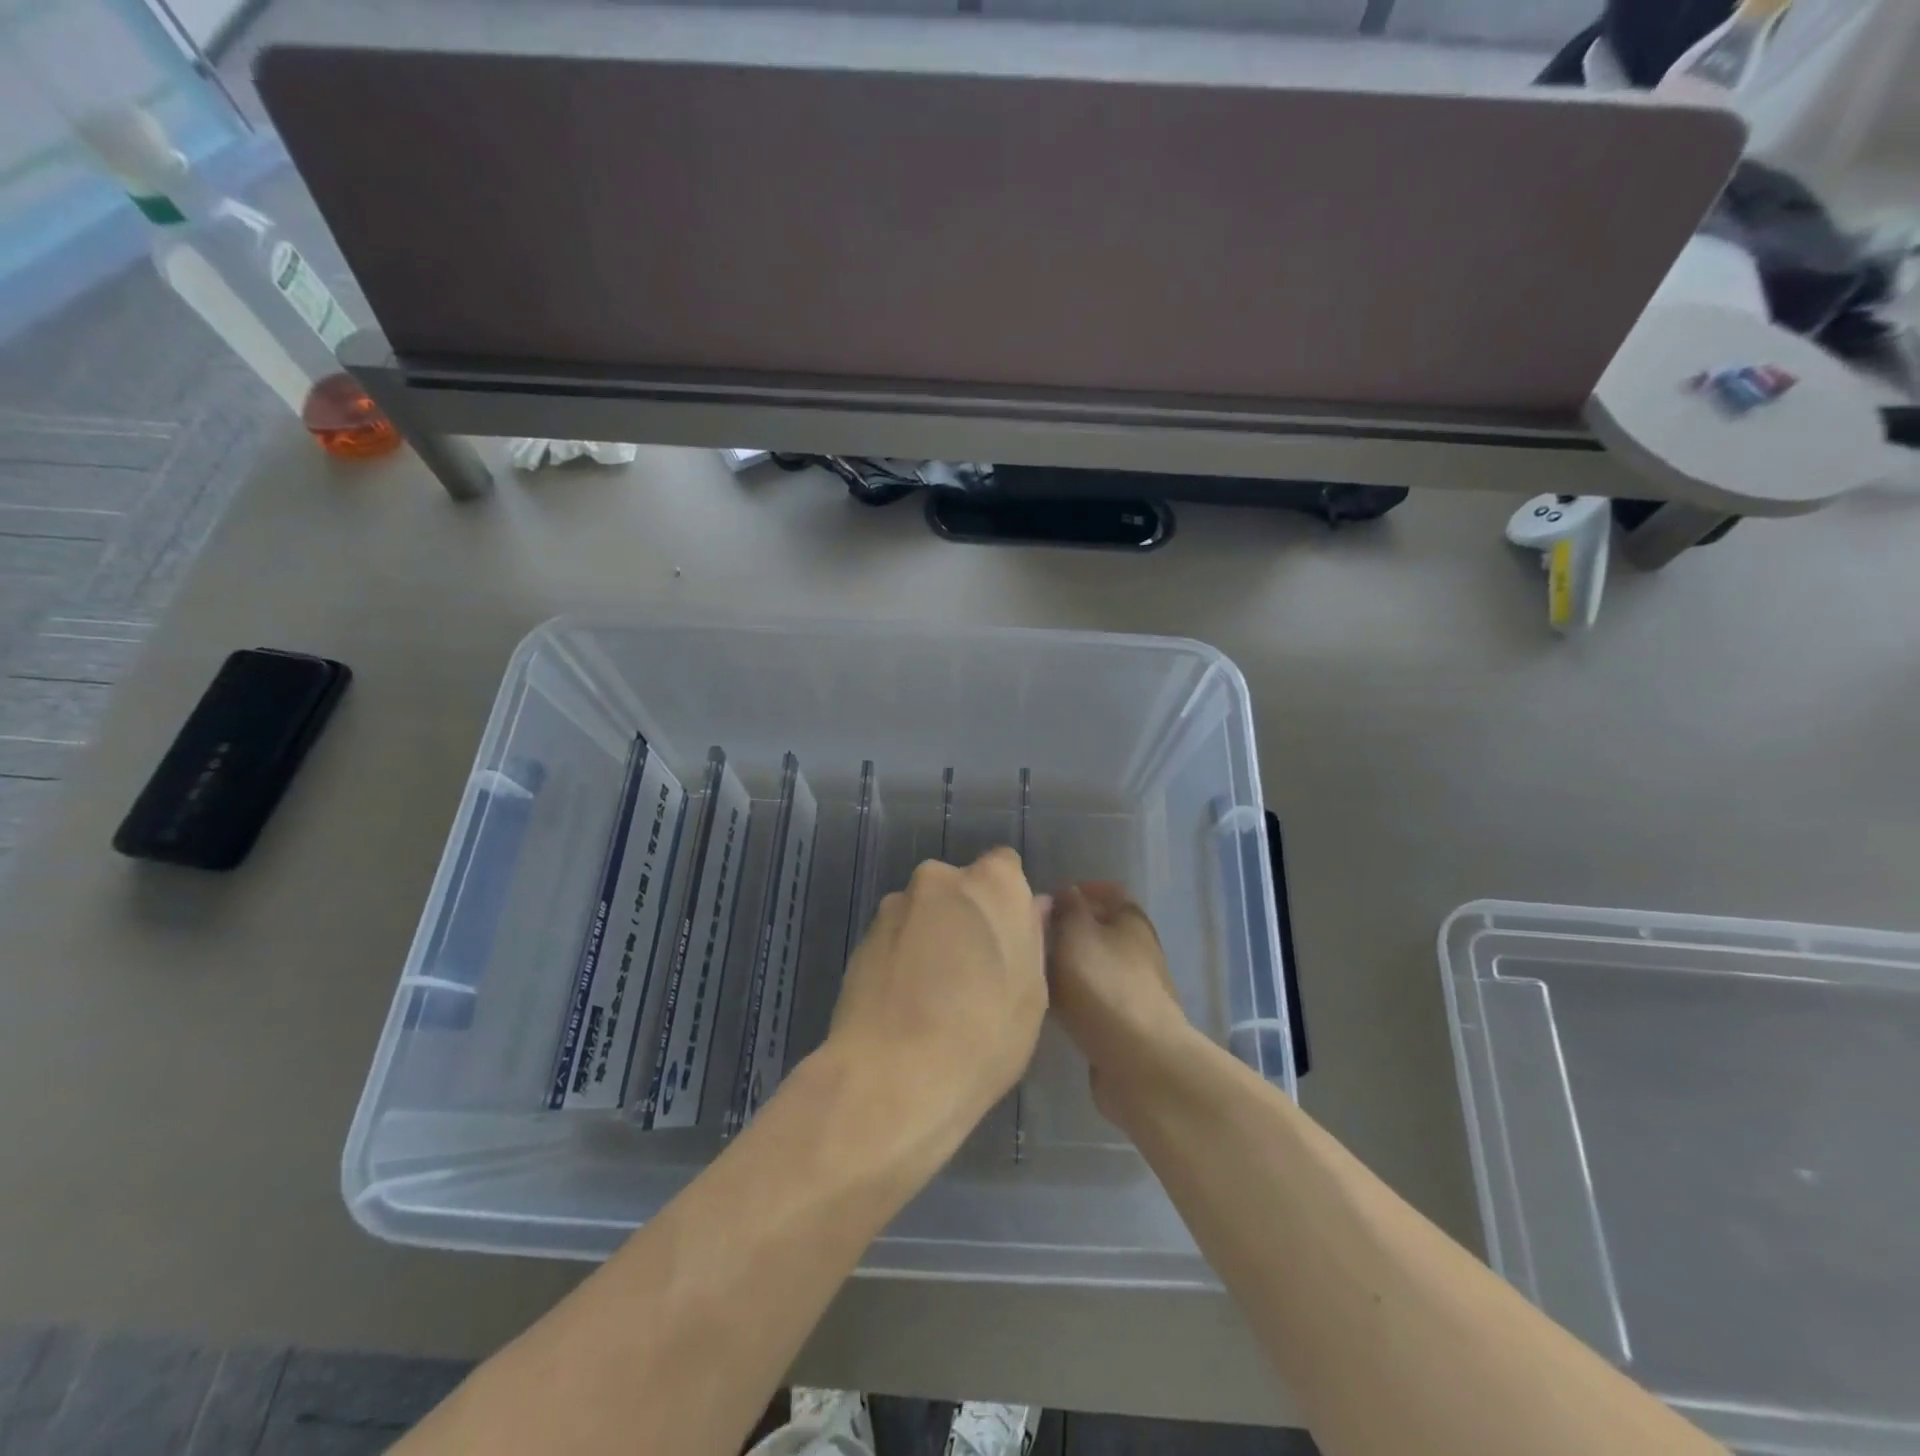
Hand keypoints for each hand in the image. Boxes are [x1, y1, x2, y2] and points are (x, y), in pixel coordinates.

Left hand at [827, 848, 1049, 1139]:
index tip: (1009, 942)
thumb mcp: (1032, 993)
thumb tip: (1032, 907)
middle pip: (961, 889)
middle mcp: (939, 879)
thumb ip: (1032, 937)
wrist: (891, 1077)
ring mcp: (894, 907)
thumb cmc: (983, 1034)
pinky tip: (906, 1005)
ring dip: (933, 938)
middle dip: (968, 917)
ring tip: (935, 998)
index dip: (1008, 903)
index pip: (1006, 867)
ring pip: (925, 914)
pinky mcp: (861, 939)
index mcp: (991, 883)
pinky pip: (896, 939)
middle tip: (975, 972)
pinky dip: (904, 959)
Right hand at [1048, 883, 1202, 1122]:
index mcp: (1132, 920)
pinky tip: (1049, 1005)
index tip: (1049, 899)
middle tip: (1032, 935)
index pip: (1109, 891)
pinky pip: (1093, 999)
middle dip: (1069, 929)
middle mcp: (1138, 950)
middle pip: (1101, 929)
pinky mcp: (1124, 1024)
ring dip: (1067, 965)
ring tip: (1033, 970)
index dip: (1081, 890)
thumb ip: (1068, 909)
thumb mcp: (1077, 934)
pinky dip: (1073, 997)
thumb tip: (1067, 893)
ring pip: (1094, 966)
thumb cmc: (1105, 985)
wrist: (1140, 1062)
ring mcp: (1134, 989)